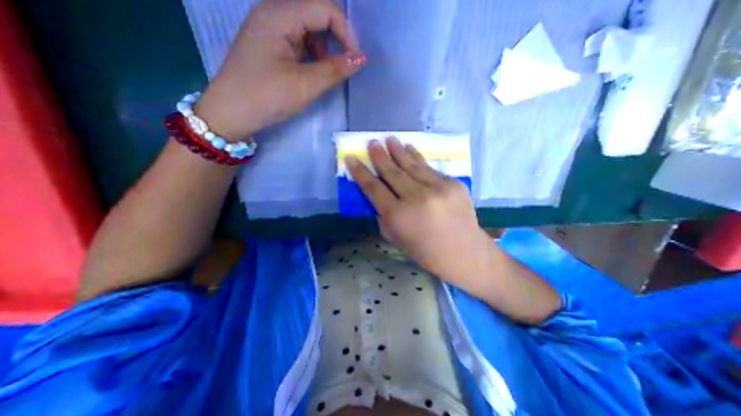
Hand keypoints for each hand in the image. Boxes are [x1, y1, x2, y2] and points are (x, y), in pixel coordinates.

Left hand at [191, 0, 363, 138]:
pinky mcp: (268, 45)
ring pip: (308, 30)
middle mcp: (273, 13)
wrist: (231, 113)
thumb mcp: (305, 85)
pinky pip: (298, 41)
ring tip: (324, 74)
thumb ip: (335, 69)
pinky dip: (311, 56)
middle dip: (335, 40)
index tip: (355, 61)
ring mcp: (269, 29)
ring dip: (323, 50)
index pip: (325, 9)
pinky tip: (310, 73)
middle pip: (316, 15)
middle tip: (343, 67)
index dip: (346, 33)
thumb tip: (361, 58)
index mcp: (279, 15)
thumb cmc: (267, 97)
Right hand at [344, 136, 493, 289]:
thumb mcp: (396, 239)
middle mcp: (415, 198)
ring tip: (389, 139)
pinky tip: (410, 149)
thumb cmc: (426, 252)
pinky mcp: (452, 184)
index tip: (352, 158)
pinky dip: (417, 158)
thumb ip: (385, 217)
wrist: (465, 253)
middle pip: (392, 172)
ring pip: (411, 165)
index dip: (360, 172)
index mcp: (398, 216)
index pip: (373, 188)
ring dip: (398, 150)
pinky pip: (429, 168)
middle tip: (371, 142)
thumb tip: (380, 197)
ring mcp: (436, 188)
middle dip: (379, 156)